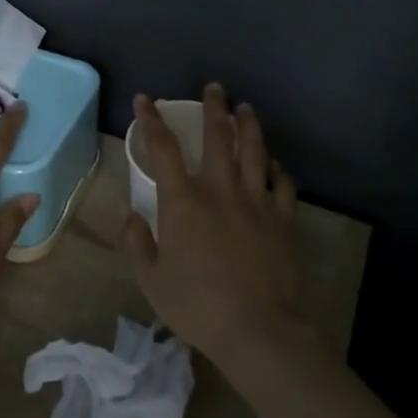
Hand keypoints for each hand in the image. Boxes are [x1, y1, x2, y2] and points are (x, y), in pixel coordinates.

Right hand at [123, 84, 304, 366]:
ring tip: (246, 108)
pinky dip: (277, 169)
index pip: (162, 149)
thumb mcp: (150, 279)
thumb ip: (137, 243)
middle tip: (214, 88)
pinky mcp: (284, 220)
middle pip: (218, 138)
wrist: (257, 329)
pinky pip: (283, 185)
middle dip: (213, 108)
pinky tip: (274, 163)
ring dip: (249, 126)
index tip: (145, 100)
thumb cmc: (196, 305)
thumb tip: (133, 216)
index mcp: (183, 202)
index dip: (151, 121)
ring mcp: (257, 202)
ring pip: (254, 152)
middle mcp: (220, 191)